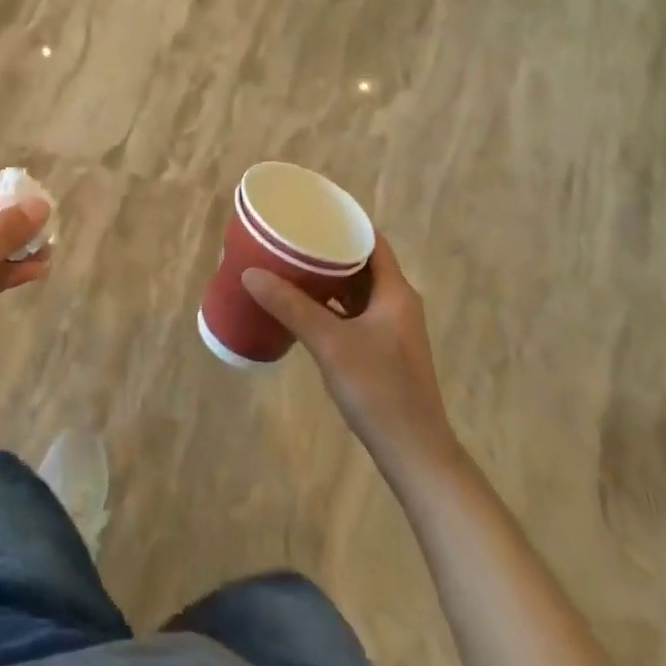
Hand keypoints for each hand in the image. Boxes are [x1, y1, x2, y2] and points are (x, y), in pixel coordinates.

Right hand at [243, 239, 458, 476]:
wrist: (415, 454)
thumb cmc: (379, 390)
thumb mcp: (330, 344)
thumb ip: (291, 307)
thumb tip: (251, 273)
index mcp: (395, 291)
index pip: (371, 239)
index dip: (344, 222)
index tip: (311, 212)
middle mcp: (397, 302)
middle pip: (362, 262)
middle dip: (328, 249)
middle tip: (291, 238)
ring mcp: (391, 328)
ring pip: (357, 289)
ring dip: (328, 278)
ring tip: (291, 266)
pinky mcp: (383, 350)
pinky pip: (354, 312)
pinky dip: (331, 304)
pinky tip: (304, 308)